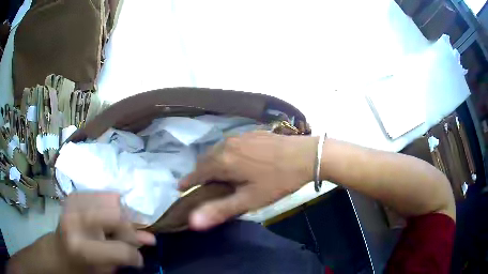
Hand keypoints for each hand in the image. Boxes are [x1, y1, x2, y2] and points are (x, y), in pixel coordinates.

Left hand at [53, 193, 155, 272]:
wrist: (58, 251)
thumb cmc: (81, 267)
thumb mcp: (104, 269)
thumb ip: (125, 255)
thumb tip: (149, 240)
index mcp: (81, 248)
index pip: (120, 249)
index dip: (134, 253)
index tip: (138, 258)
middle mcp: (75, 221)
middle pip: (116, 216)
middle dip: (129, 228)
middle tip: (131, 238)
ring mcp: (72, 204)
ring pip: (111, 200)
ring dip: (120, 216)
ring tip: (116, 229)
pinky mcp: (73, 196)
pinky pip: (102, 194)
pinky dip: (110, 206)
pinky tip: (106, 219)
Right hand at [179, 131, 317, 229]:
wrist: (306, 155)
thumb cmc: (277, 180)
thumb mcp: (250, 200)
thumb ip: (220, 210)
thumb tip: (193, 222)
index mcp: (223, 161)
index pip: (197, 172)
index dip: (188, 181)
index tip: (181, 188)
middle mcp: (226, 145)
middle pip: (205, 159)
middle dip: (200, 172)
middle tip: (202, 185)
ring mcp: (240, 136)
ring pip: (217, 150)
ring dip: (213, 162)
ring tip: (218, 174)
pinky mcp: (251, 133)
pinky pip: (230, 144)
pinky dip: (226, 153)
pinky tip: (236, 160)